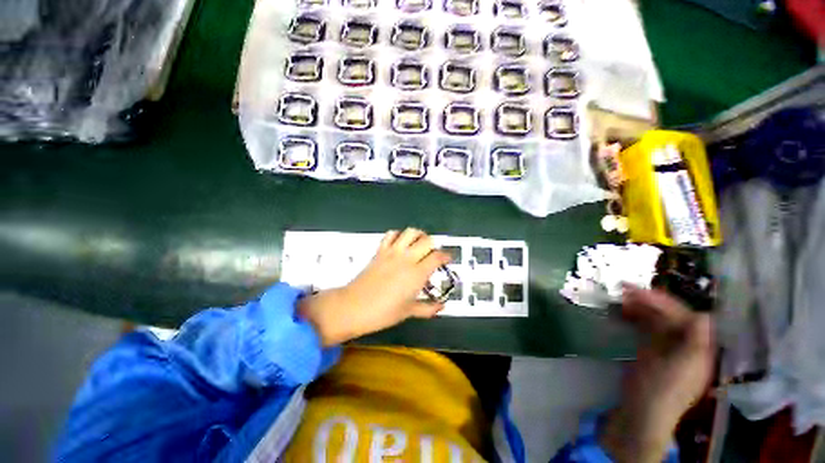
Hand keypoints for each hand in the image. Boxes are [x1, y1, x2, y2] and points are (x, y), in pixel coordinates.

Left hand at [298, 228, 450, 345]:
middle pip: (427, 240)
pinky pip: (391, 235)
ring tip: (419, 244)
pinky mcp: (380, 250)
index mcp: (416, 274)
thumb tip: (441, 306)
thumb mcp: (408, 311)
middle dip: (434, 244)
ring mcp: (392, 252)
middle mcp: (406, 258)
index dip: (446, 256)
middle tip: (433, 254)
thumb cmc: (383, 312)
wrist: (353, 306)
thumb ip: (428, 308)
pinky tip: (400, 243)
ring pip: (410, 232)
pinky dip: (399, 235)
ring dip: (418, 235)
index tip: (447, 259)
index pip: (437, 256)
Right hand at [600, 286, 714, 462]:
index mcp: (696, 348)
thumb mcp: (680, 369)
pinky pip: (644, 327)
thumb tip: (704, 315)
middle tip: (623, 289)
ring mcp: (665, 347)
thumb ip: (694, 343)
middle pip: (669, 316)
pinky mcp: (649, 350)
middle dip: (649, 301)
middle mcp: (684, 344)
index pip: (686, 317)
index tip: (640, 292)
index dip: (666, 302)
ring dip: (639, 306)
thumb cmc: (662, 391)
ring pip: (655, 319)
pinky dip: (634, 317)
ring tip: (620, 297)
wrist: (641, 413)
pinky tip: (622, 311)